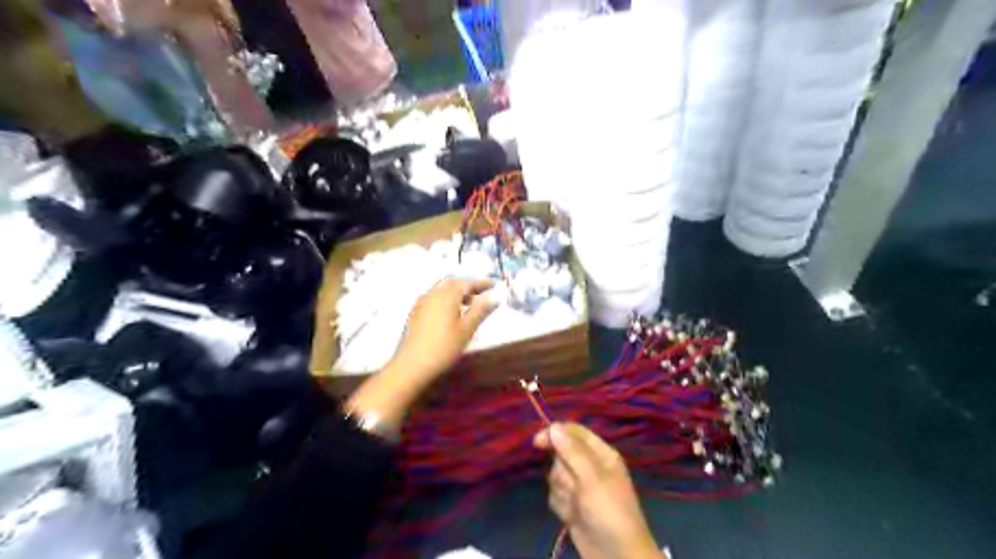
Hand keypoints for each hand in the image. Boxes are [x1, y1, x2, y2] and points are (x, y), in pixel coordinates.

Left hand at [344, 277, 496, 433]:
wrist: (412, 365)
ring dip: (456, 293)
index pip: (466, 283)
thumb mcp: (467, 329)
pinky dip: (446, 299)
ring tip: (469, 303)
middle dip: (468, 286)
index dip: (480, 283)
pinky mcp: (415, 313)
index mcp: (446, 295)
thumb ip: (480, 311)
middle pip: (452, 284)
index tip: (493, 284)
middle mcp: (433, 294)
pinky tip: (451, 312)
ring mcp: (421, 303)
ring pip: (442, 290)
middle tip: (482, 292)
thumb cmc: (444, 347)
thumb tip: (494, 297)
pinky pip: (434, 298)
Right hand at [532, 423, 663, 558]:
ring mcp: (579, 486)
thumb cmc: (609, 510)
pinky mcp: (571, 504)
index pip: (574, 432)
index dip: (555, 433)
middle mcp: (589, 466)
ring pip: (555, 476)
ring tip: (577, 505)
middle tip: (574, 486)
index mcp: (600, 453)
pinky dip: (562, 505)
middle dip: (562, 472)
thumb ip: (572, 451)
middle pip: (560, 455)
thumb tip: (553, 426)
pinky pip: (555, 495)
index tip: (537, 441)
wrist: (615, 554)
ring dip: (563, 491)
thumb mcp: (592, 477)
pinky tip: (572, 516)